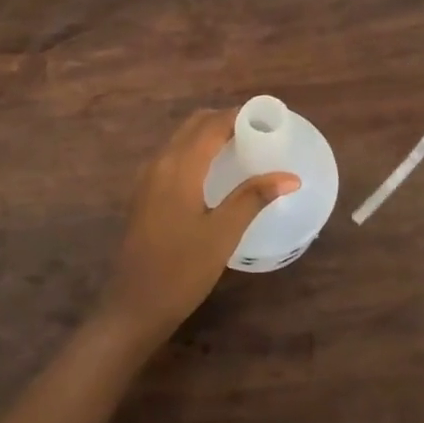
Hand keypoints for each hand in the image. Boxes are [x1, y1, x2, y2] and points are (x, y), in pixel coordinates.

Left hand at [100, 110, 299, 342]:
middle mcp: (159, 164)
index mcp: (178, 167)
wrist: (134, 306)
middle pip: (193, 126)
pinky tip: (214, 173)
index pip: (211, 125)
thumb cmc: (182, 270)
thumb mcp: (223, 234)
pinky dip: (195, 152)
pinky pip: (172, 158)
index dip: (240, 116)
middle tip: (258, 132)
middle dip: (225, 121)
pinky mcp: (144, 196)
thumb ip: (253, 198)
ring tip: (241, 148)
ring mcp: (147, 180)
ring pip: (180, 141)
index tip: (269, 118)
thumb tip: (289, 176)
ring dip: (209, 135)